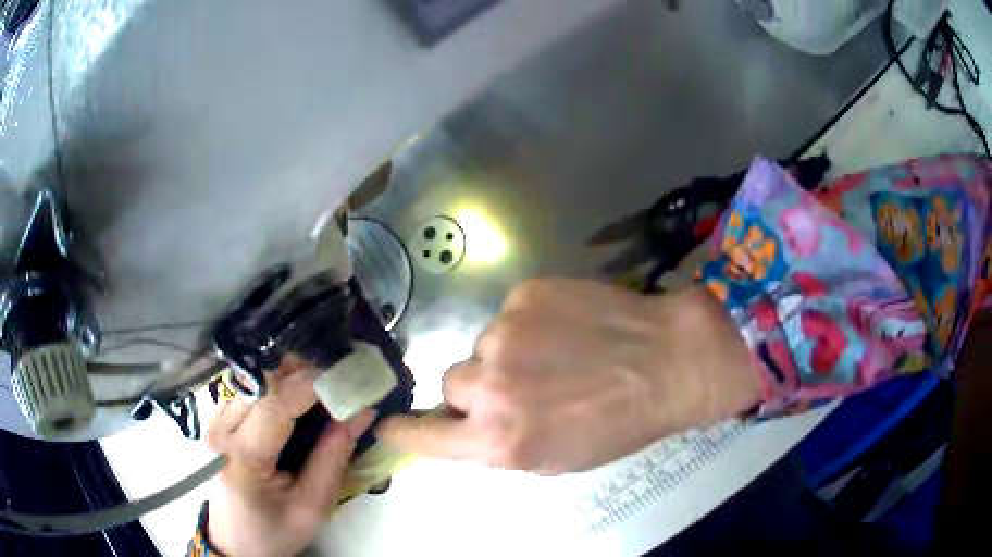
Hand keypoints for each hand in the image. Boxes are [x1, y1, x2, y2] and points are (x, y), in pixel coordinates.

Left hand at [206, 356, 374, 556]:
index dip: (313, 382)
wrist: (235, 541)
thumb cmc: (274, 531)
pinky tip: (300, 399)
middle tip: (342, 377)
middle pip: (263, 382)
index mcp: (242, 456)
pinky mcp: (219, 420)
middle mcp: (221, 429)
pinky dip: (279, 387)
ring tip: (326, 387)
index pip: (276, 404)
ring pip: (256, 380)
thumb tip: (360, 411)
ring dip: (292, 376)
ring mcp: (215, 421)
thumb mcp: (312, 507)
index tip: (350, 373)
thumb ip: (333, 458)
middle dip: (304, 371)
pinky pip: (251, 390)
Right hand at [377, 279, 759, 474]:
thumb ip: (499, 445)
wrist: (669, 361)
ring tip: (558, 354)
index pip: (423, 435)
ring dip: (508, 354)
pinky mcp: (525, 293)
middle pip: (452, 383)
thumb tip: (467, 427)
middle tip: (525, 386)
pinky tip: (569, 327)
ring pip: (483, 346)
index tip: (389, 425)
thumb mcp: (554, 459)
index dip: (403, 431)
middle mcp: (490, 386)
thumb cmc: (618, 424)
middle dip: (479, 389)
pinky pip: (510, 314)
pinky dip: (531, 323)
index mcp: (498, 439)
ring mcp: (504, 332)